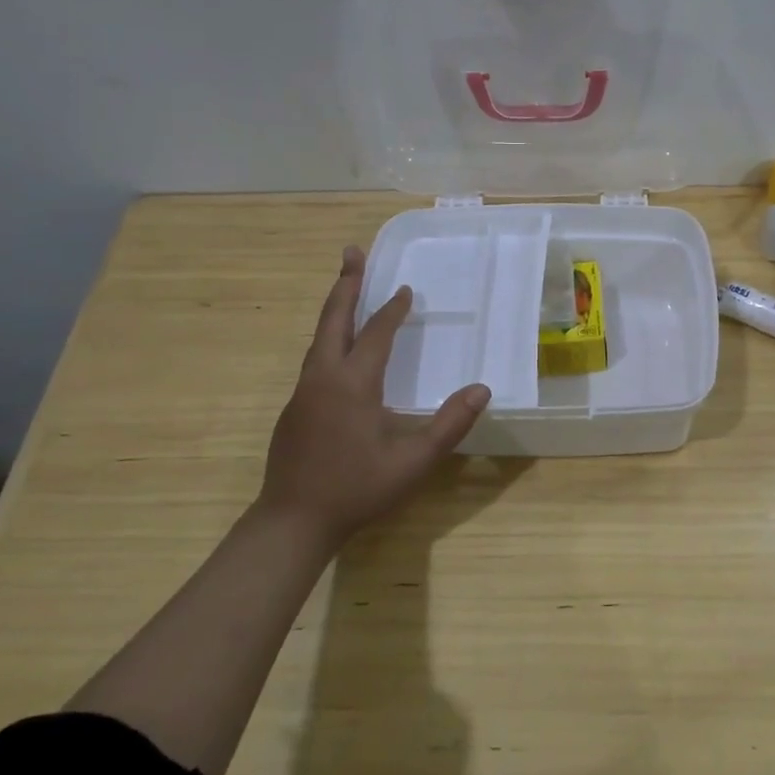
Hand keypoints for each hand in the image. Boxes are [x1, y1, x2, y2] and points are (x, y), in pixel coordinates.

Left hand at [260, 245, 489, 550]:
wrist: (292, 522)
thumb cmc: (356, 489)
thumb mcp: (412, 462)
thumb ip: (449, 425)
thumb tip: (482, 390)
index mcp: (353, 384)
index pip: (376, 333)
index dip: (393, 310)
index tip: (406, 289)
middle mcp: (323, 378)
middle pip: (334, 319)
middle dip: (346, 284)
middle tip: (352, 252)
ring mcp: (303, 394)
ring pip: (319, 338)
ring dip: (335, 309)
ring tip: (346, 289)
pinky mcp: (293, 410)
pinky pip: (314, 360)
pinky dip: (328, 339)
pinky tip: (337, 350)